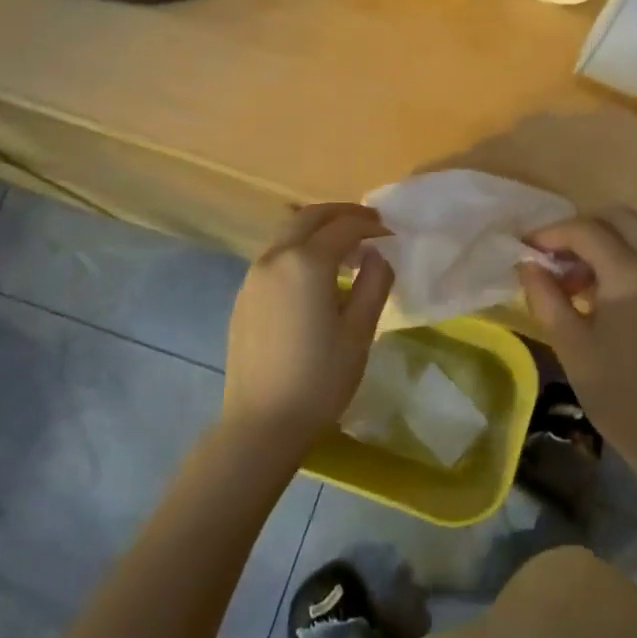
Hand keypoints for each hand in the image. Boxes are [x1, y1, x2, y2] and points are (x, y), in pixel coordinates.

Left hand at [222, 204, 393, 454]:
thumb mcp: (360, 331)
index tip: (392, 234)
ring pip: (288, 234)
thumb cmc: (320, 378)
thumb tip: (377, 255)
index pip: (344, 227)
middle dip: (342, 215)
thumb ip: (375, 283)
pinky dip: (300, 250)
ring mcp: (253, 276)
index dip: (371, 226)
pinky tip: (316, 278)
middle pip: (309, 217)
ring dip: (318, 231)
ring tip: (346, 251)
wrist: (263, 422)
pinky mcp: (244, 295)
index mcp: (306, 262)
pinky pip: (276, 256)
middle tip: (369, 226)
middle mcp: (275, 258)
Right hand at [518, 208, 636, 484]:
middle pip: (617, 219)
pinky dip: (614, 260)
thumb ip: (545, 296)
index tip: (522, 250)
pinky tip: (589, 294)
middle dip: (579, 229)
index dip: (550, 234)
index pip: (585, 230)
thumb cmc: (617, 392)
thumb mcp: (570, 343)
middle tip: (549, 256)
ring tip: (564, 278)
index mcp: (630, 274)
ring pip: (632, 237)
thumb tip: (526, 264)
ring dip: (597, 244)